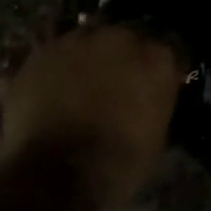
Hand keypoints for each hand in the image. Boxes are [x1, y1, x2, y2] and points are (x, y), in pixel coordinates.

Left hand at [4, 25, 185, 205]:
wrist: (57, 174)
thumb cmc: (118, 163)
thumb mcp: (156, 133)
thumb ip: (156, 99)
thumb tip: (148, 95)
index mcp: (155, 57)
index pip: (171, 46)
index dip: (162, 65)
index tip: (159, 79)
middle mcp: (117, 37)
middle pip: (126, 36)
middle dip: (124, 55)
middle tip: (118, 80)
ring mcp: (75, 40)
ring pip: (87, 40)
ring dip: (88, 57)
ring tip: (81, 84)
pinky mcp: (39, 53)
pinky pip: (55, 55)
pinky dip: (56, 70)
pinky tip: (53, 92)